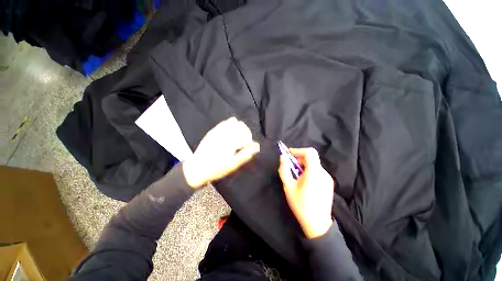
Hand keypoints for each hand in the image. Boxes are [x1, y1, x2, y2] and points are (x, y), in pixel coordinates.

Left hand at [183, 117, 259, 188]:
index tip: (247, 146)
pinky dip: (230, 125)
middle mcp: (224, 133)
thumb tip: (257, 146)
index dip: (249, 139)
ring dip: (238, 127)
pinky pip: (223, 123)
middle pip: (240, 125)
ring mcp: (217, 131)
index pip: (245, 133)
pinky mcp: (212, 131)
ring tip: (237, 136)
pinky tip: (229, 133)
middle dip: (245, 132)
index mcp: (230, 141)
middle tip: (243, 141)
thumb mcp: (233, 165)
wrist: (197, 168)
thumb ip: (246, 154)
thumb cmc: (216, 169)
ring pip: (232, 121)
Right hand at [278, 147, 333, 238]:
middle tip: (289, 166)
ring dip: (303, 165)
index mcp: (314, 172)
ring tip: (295, 175)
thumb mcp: (288, 186)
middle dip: (299, 159)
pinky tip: (303, 181)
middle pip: (311, 158)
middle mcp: (323, 173)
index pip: (310, 152)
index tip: (289, 154)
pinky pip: (317, 171)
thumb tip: (283, 157)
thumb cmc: (300, 205)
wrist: (317, 224)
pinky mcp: (329, 183)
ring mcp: (327, 178)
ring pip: (314, 165)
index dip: (298, 150)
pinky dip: (309, 171)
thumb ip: (284, 169)